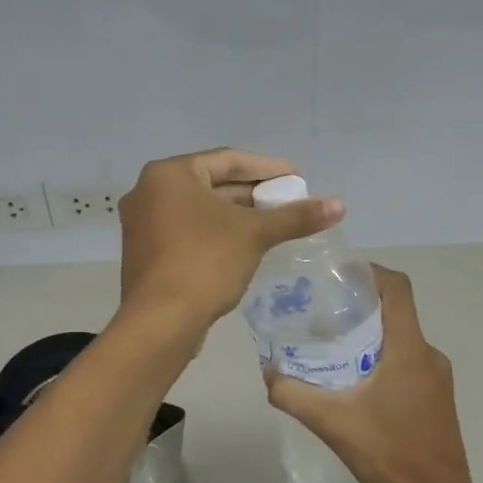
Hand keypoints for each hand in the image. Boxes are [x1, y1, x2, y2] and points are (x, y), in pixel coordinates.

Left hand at [119, 148, 343, 328]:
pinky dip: (216, 234)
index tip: (297, 178)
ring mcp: (142, 224)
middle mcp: (149, 191)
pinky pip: (187, 232)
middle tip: (288, 201)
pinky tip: (244, 246)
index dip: (267, 168)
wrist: (160, 321)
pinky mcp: (145, 253)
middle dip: (253, 194)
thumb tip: (339, 205)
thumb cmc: (205, 262)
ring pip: (199, 211)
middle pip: (212, 184)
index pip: (228, 161)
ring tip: (273, 223)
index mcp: (169, 174)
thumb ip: (295, 217)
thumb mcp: (254, 235)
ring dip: (236, 216)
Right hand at [264, 267, 480, 482]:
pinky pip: (406, 363)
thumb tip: (267, 372)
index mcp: (410, 349)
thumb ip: (293, 395)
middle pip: (394, 312)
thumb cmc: (391, 456)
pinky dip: (379, 360)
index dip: (369, 272)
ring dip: (367, 336)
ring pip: (399, 340)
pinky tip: (352, 383)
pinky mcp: (436, 398)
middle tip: (318, 314)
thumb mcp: (332, 423)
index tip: (335, 276)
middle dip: (357, 306)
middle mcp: (429, 354)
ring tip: (329, 347)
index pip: (397, 288)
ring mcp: (437, 378)